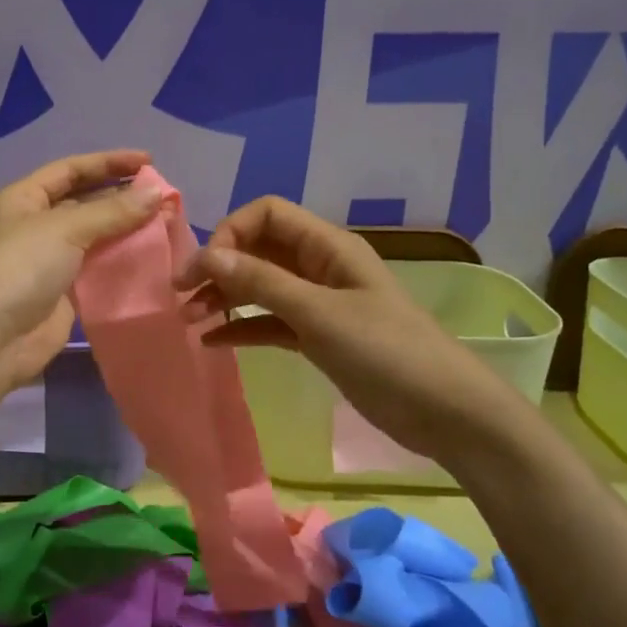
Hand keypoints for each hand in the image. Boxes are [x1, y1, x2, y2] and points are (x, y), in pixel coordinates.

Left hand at [0, 150, 162, 407]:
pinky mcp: (62, 294)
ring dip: (127, 232)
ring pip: (95, 238)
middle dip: (123, 198)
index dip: (109, 163)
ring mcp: (48, 261)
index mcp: (23, 198)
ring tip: (166, 225)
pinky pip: (97, 270)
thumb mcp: (64, 229)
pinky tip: (152, 259)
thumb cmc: (19, 268)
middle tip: (165, 198)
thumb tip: (157, 192)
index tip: (149, 162)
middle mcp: (34, 225)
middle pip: (85, 203)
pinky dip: (122, 263)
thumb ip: (113, 211)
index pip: (71, 169)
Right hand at [178, 197, 522, 467]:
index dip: (230, 233)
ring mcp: (319, 303)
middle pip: (259, 249)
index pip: (267, 214)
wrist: (446, 412)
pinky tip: (214, 341)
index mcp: (328, 246)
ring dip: (225, 296)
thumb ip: (262, 282)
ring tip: (190, 318)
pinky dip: (243, 327)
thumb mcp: (319, 313)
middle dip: (219, 266)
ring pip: (261, 286)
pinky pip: (270, 322)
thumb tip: (207, 255)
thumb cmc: (386, 353)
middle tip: (181, 296)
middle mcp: (320, 266)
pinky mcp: (318, 337)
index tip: (203, 268)